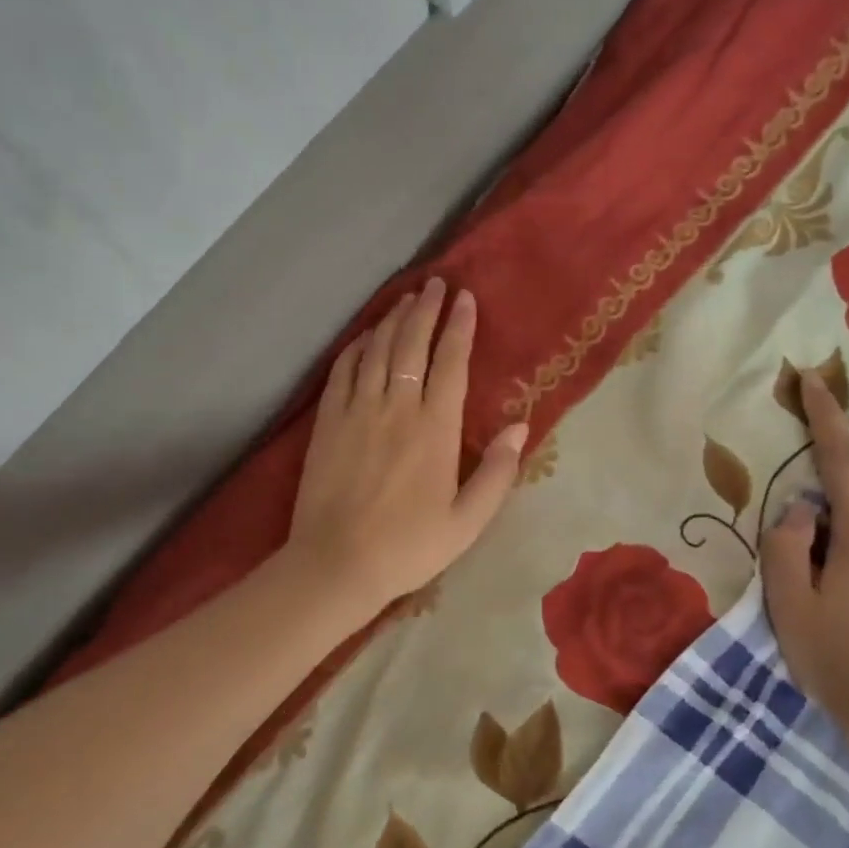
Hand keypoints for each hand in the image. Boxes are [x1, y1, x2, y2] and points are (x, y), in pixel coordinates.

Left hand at [286, 278, 526, 610]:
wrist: (336, 563)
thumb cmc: (410, 547)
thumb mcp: (467, 521)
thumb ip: (496, 472)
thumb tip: (520, 428)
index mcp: (435, 429)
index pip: (451, 363)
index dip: (460, 327)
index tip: (465, 298)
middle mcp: (396, 408)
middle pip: (412, 344)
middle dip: (426, 309)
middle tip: (435, 283)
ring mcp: (357, 410)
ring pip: (377, 350)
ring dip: (393, 319)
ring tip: (407, 298)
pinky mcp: (328, 421)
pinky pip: (343, 370)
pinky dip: (357, 346)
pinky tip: (366, 335)